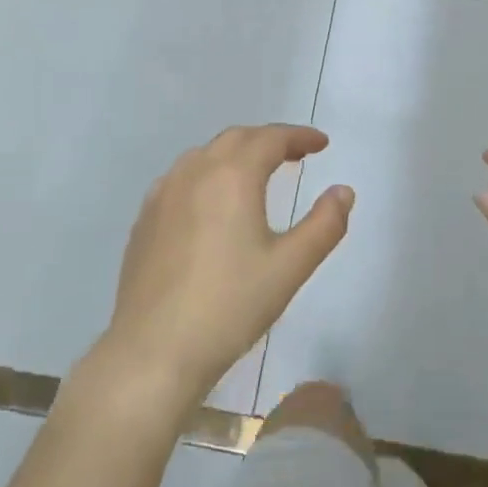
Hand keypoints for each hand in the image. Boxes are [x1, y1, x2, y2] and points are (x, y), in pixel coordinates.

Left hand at [95, 124, 352, 418]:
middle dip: (269, 140)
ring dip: (236, 154)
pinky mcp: (144, 220)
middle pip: (236, 139)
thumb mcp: (290, 267)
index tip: (321, 144)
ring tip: (257, 174)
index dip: (299, 136)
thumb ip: (324, 224)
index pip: (270, 138)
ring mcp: (162, 195)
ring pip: (204, 155)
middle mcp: (194, 173)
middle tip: (296, 155)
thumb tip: (343, 191)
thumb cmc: (230, 306)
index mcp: (232, 176)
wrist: (154, 350)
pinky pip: (181, 179)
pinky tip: (212, 203)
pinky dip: (206, 174)